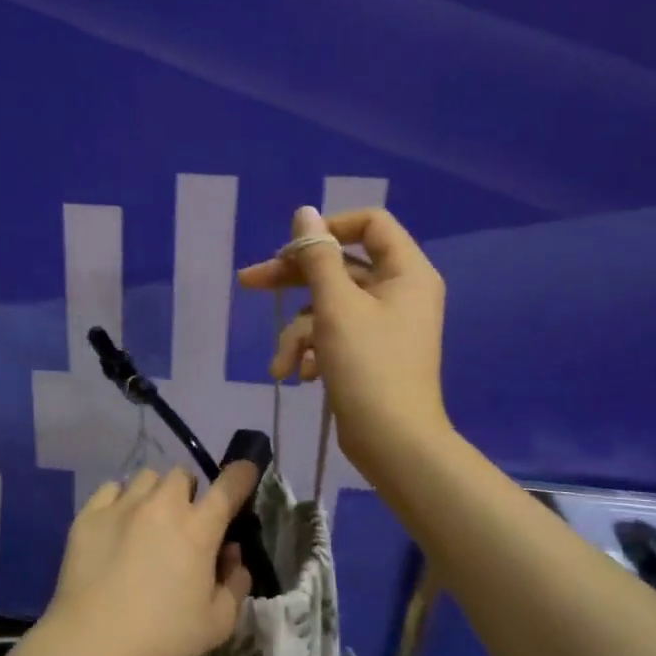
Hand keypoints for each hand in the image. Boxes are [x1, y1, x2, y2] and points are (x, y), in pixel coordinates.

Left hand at [40, 463, 260, 655]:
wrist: (94, 643)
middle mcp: (162, 506)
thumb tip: (232, 555)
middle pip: (182, 476)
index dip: (241, 475)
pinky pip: (111, 489)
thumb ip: (236, 583)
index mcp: (198, 529)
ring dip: (155, 493)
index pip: (228, 486)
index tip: (245, 472)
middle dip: (189, 493)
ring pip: (147, 478)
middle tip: (185, 521)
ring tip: (148, 520)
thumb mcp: (219, 622)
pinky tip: (118, 524)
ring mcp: (122, 506)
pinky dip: (121, 499)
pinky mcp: (89, 515)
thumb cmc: (163, 636)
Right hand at [237, 205, 449, 478]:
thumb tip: (304, 212)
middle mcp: (399, 292)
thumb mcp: (336, 306)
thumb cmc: (368, 366)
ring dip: (299, 333)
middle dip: (293, 281)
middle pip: (339, 267)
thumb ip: (317, 256)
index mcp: (406, 272)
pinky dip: (313, 352)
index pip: (369, 224)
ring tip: (284, 364)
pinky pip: (334, 335)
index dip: (328, 229)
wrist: (393, 442)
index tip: (292, 248)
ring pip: (329, 307)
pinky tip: (300, 375)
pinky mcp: (369, 353)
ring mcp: (384, 325)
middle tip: (249, 283)